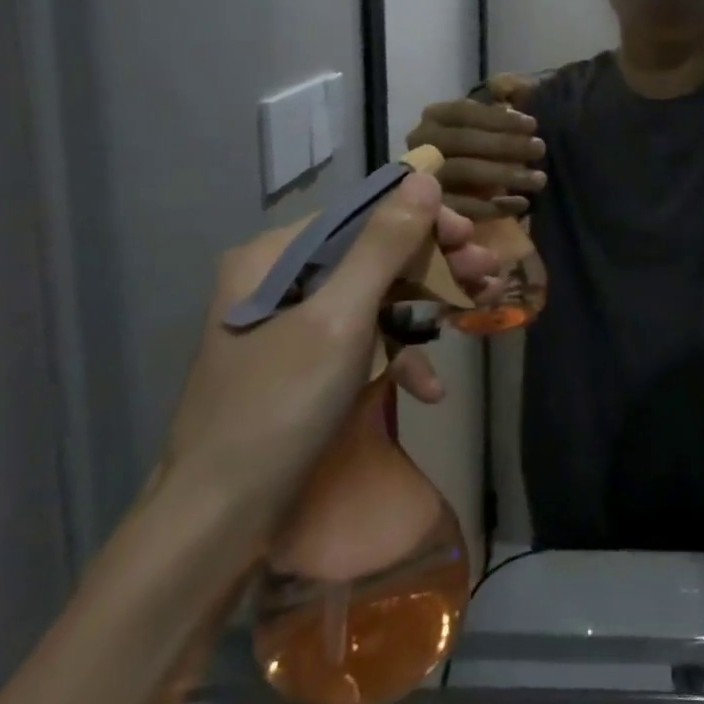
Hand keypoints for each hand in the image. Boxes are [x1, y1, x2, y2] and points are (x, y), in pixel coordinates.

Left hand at [156, 173, 501, 546]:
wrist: (217, 525)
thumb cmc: (278, 407)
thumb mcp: (339, 318)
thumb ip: (384, 244)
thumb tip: (422, 178)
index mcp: (275, 257)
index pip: (362, 214)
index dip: (422, 221)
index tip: (470, 239)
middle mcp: (281, 280)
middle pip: (373, 256)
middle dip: (434, 267)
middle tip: (486, 275)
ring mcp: (292, 326)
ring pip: (374, 298)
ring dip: (425, 310)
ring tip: (477, 314)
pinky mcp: (305, 367)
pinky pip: (360, 342)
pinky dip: (396, 358)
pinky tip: (429, 388)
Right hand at [404, 74, 546, 220]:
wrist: (436, 196)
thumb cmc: (471, 152)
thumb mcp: (483, 129)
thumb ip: (497, 117)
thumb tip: (517, 108)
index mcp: (435, 117)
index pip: (465, 111)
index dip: (500, 118)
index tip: (533, 125)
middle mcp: (420, 143)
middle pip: (465, 140)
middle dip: (506, 144)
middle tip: (540, 149)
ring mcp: (421, 175)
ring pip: (464, 171)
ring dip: (506, 175)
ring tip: (539, 179)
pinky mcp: (429, 207)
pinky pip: (462, 207)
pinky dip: (494, 206)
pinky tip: (521, 203)